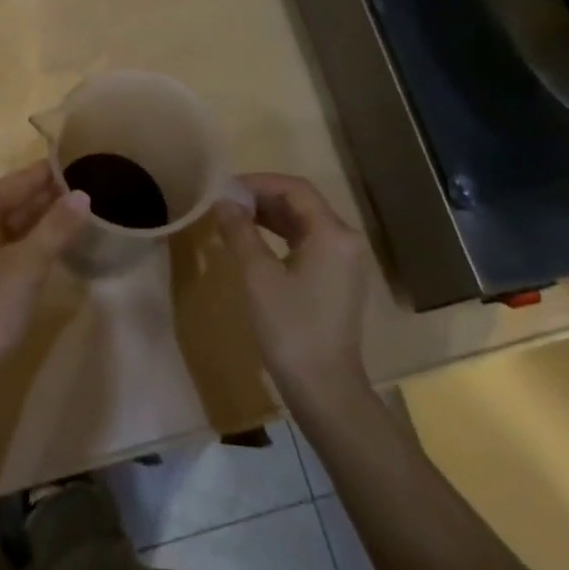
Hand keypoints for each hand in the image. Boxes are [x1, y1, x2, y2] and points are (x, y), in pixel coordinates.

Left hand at [0, 163, 90, 386]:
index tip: (76, 165)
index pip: (16, 182)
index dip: (47, 175)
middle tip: (81, 195)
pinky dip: (13, 244)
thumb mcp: (29, 266)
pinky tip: (36, 250)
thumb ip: (57, 227)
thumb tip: (82, 195)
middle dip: (41, 200)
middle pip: (5, 203)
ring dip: (29, 223)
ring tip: (66, 220)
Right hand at [215, 172, 373, 403]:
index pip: (295, 189)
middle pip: (302, 203)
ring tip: (233, 217)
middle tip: (224, 201)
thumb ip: (240, 232)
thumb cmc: (290, 328)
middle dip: (262, 197)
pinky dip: (281, 235)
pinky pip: (308, 243)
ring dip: (270, 215)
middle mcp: (345, 240)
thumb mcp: (258, 276)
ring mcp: (344, 261)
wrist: (324, 387)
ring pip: (304, 222)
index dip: (258, 182)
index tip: (224, 188)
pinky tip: (254, 242)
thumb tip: (223, 201)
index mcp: (332, 234)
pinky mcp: (338, 279)